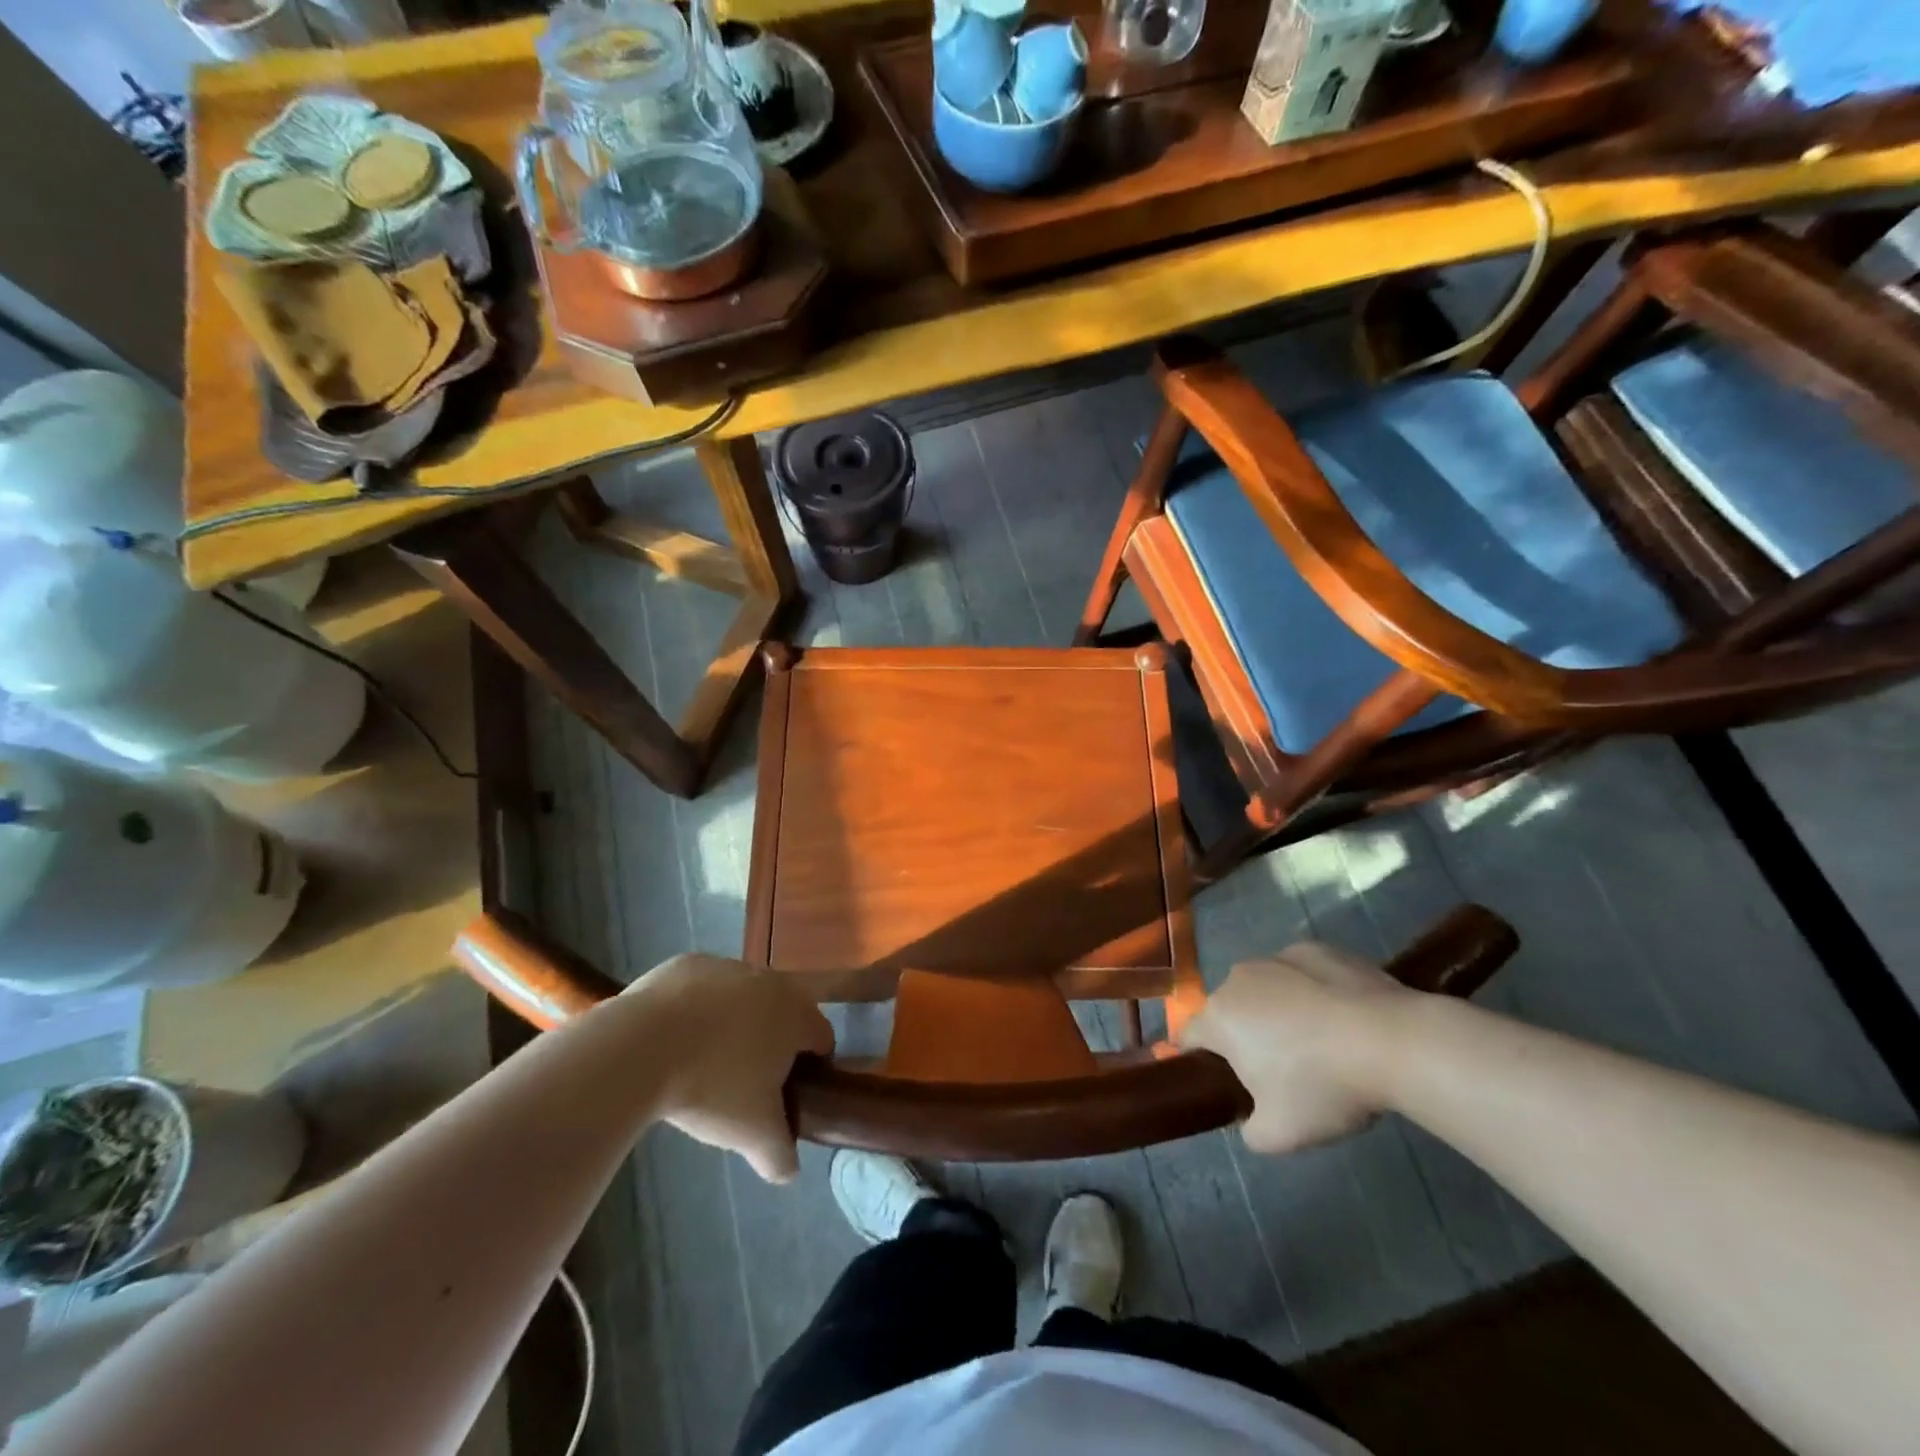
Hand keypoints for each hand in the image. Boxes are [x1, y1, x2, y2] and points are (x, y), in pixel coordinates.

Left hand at [628, 955, 833, 1182]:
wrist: (641, 1047)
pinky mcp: (686, 964)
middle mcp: (770, 979)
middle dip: (770, 1045)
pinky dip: (696, 1011)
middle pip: (782, 1014)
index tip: (788, 1095)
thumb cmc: (712, 1086)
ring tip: (703, 1064)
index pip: (821, 1038)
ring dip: (733, 1024)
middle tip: (745, 1084)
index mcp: (796, 1013)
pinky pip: (701, 991)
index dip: (811, 1069)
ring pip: (742, 999)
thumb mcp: (753, 1134)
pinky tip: (673, 1042)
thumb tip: (788, 1171)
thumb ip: (779, 1155)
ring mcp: (727, 966)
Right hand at [1176, 942, 1411, 1154]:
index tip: (1223, 1081)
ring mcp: (1277, 958)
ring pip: (1265, 988)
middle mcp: (1238, 979)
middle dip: (1245, 1036)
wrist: (1393, 1042)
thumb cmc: (1324, 1087)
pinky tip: (1343, 1017)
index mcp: (1219, 1018)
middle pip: (1229, 1010)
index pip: (1188, 1036)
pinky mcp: (1315, 949)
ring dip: (1277, 1011)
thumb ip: (1250, 1131)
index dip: (1199, 1059)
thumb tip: (1251, 1119)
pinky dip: (1311, 992)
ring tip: (1320, 1043)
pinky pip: (1300, 974)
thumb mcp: (1280, 1135)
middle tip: (1281, 1072)